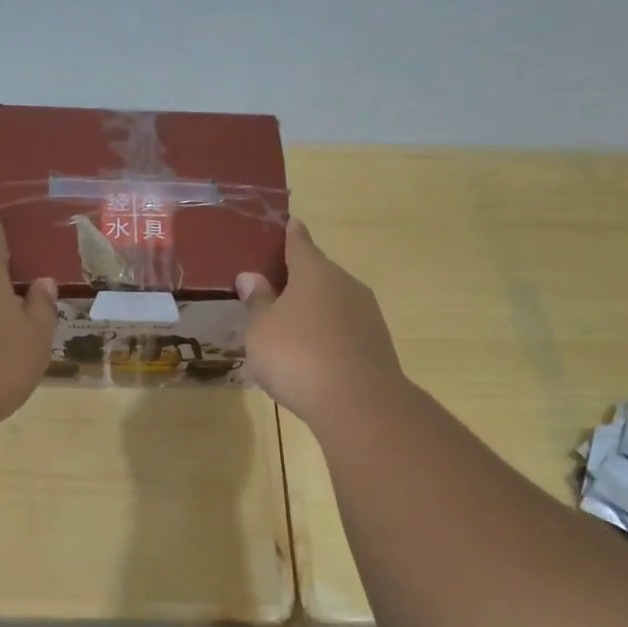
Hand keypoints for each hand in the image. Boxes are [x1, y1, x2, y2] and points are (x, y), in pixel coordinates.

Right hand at [238, 219, 405, 425]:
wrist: (357, 402)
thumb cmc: (297, 356)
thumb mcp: (261, 330)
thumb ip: (257, 302)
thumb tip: (251, 276)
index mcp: (314, 272)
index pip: (299, 244)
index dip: (291, 236)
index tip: (289, 224)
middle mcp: (345, 284)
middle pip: (318, 274)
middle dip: (298, 278)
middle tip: (274, 288)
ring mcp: (366, 314)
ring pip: (333, 302)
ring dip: (314, 309)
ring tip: (290, 326)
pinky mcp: (376, 343)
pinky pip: (344, 329)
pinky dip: (328, 334)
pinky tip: (313, 354)